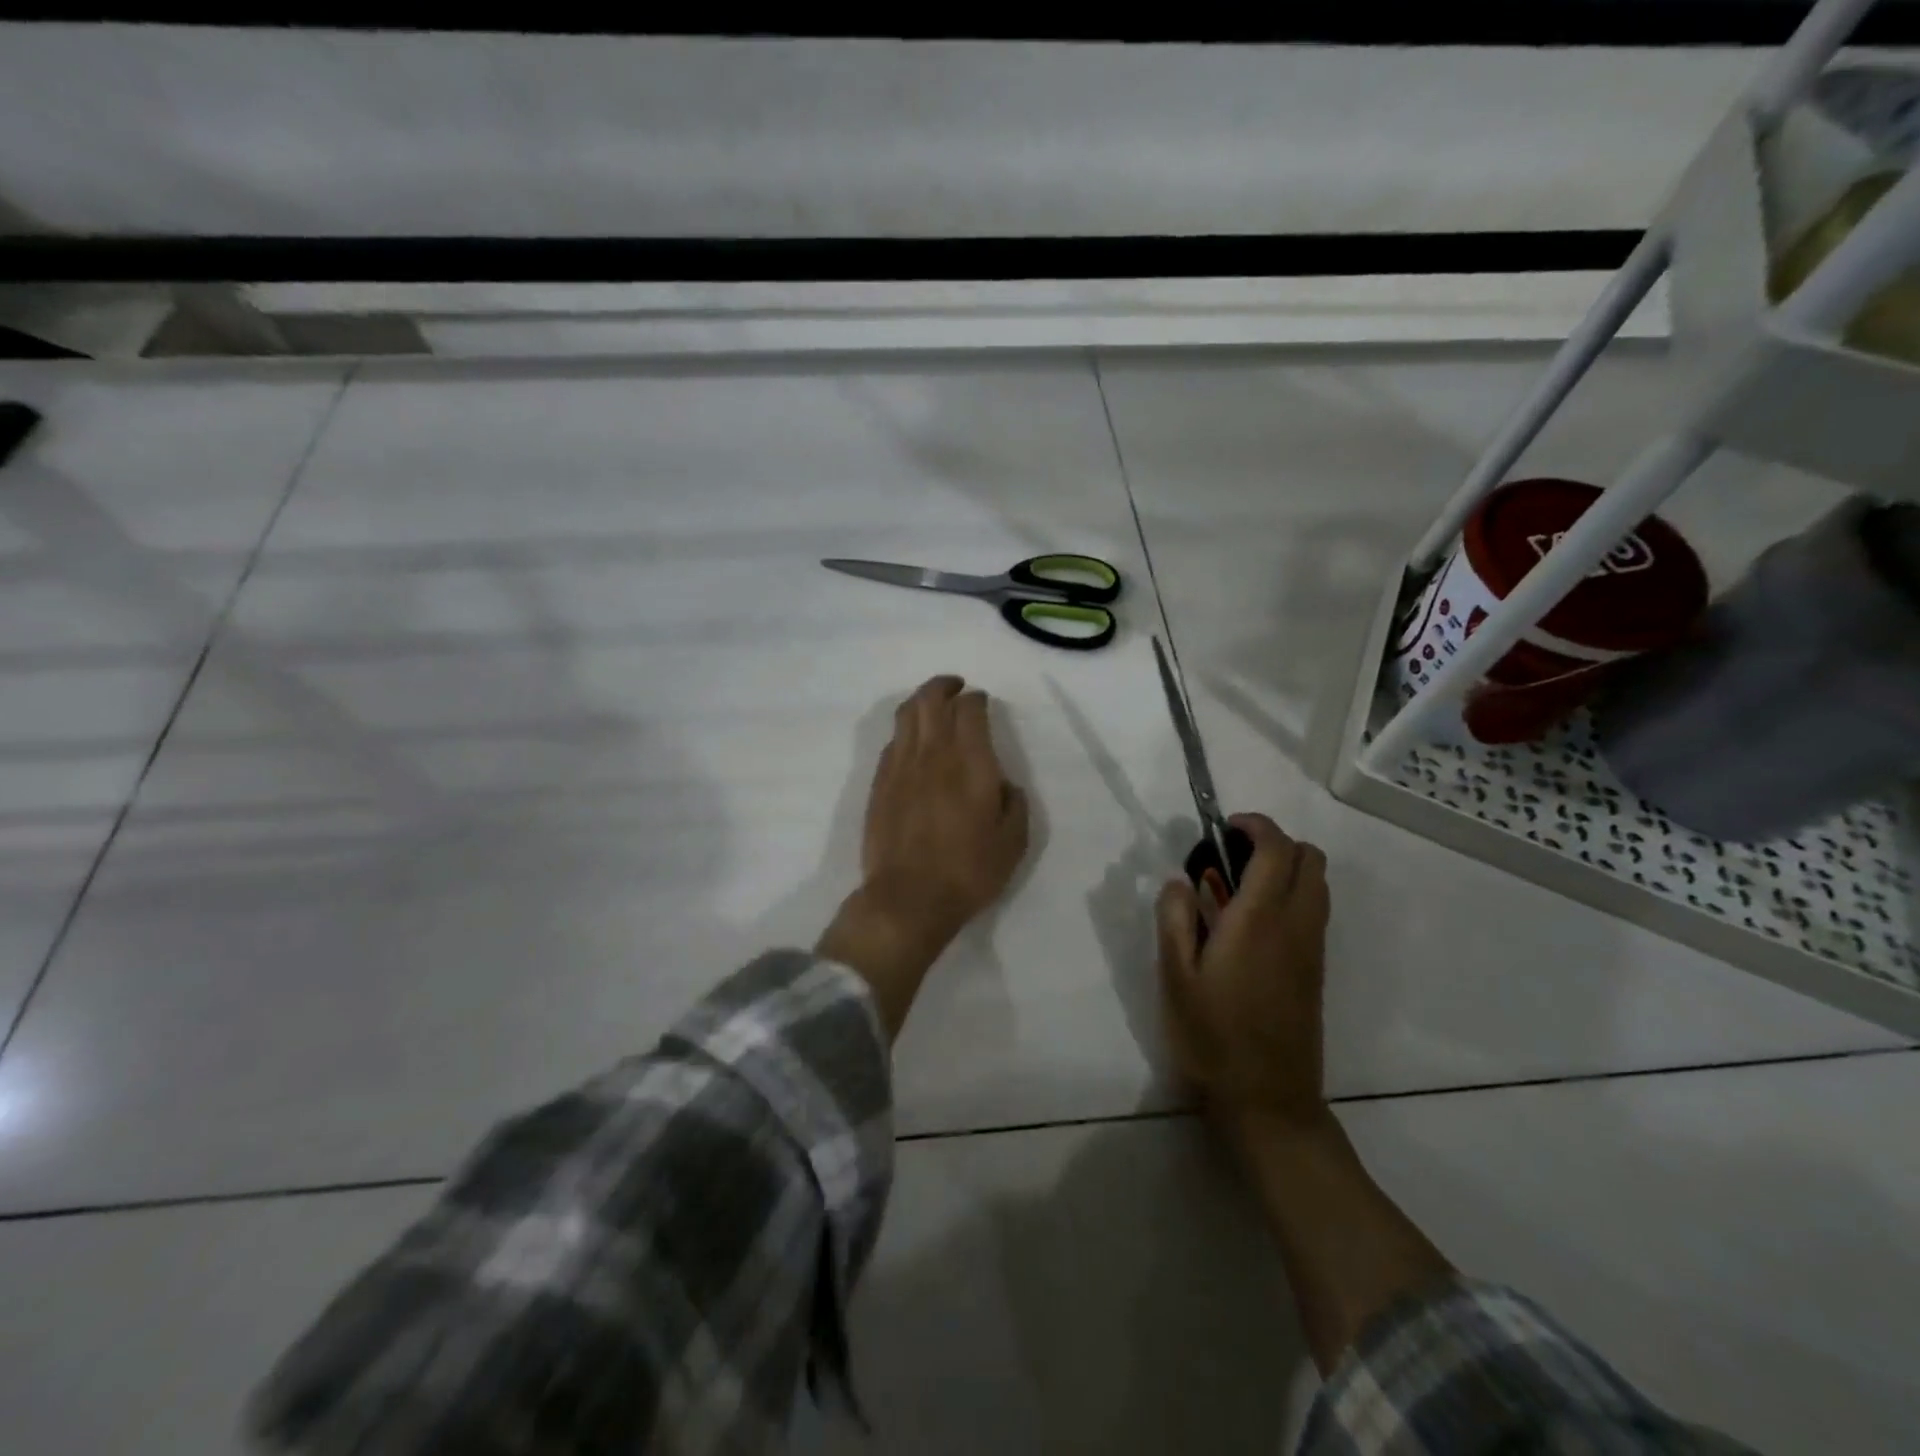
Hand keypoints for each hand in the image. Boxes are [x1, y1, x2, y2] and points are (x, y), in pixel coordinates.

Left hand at [819, 675, 1030, 1037]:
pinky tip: (912, 741)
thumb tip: (1004, 783)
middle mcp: (933, 754)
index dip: (976, 699)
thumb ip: (1014, 803)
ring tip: (932, 703)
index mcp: (970, 762)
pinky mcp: (879, 784)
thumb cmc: (968, 872)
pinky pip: (891, 742)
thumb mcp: (1013, 842)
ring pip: (905, 715)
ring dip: (920, 700)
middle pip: (931, 700)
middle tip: (956, 687)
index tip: (982, 701)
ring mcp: (900, 767)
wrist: (908, 899)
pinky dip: (904, 731)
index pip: (969, 710)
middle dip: (944, 686)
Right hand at [1155, 812, 1329, 1129]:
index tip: (1223, 828)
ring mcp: (1313, 948)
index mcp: (1259, 919)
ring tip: (1236, 890)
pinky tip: (1250, 926)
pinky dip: (1290, 896)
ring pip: (1317, 883)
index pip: (1276, 848)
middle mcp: (1296, 924)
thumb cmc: (1212, 1036)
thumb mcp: (1174, 976)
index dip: (1254, 825)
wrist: (1267, 1100)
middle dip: (1274, 842)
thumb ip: (1174, 917)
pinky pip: (1314, 911)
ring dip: (1285, 869)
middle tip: (1230, 858)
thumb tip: (1181, 880)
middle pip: (1310, 857)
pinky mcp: (1316, 970)